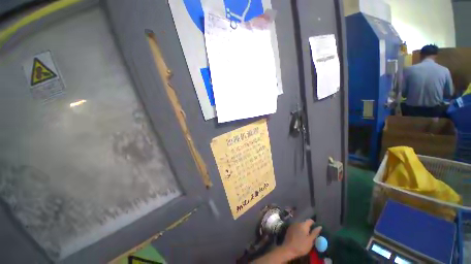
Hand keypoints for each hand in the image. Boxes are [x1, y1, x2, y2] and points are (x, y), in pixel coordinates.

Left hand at [280, 219, 321, 258]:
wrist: (288, 249)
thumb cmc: (301, 245)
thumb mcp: (310, 240)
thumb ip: (315, 233)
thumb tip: (320, 226)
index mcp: (303, 224)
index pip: (310, 220)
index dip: (314, 224)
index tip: (316, 230)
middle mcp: (297, 222)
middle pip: (305, 223)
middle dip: (309, 228)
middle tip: (311, 235)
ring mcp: (292, 225)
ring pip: (300, 225)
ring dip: (303, 229)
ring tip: (306, 237)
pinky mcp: (289, 229)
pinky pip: (296, 227)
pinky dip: (299, 230)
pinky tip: (299, 237)